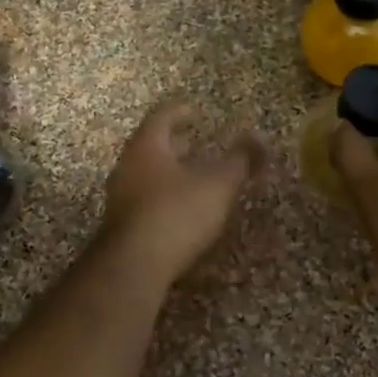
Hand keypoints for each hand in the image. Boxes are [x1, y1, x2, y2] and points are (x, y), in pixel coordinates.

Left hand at [99, 102, 264, 285]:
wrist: (133, 266)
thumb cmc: (176, 213)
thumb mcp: (217, 186)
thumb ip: (239, 162)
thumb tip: (257, 141)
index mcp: (147, 146)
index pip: (162, 116)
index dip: (180, 110)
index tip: (195, 110)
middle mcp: (127, 166)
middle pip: (151, 145)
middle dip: (174, 142)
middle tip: (195, 141)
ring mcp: (120, 196)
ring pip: (146, 172)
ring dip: (168, 170)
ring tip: (192, 175)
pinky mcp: (121, 224)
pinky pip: (144, 198)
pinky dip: (163, 194)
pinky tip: (180, 208)